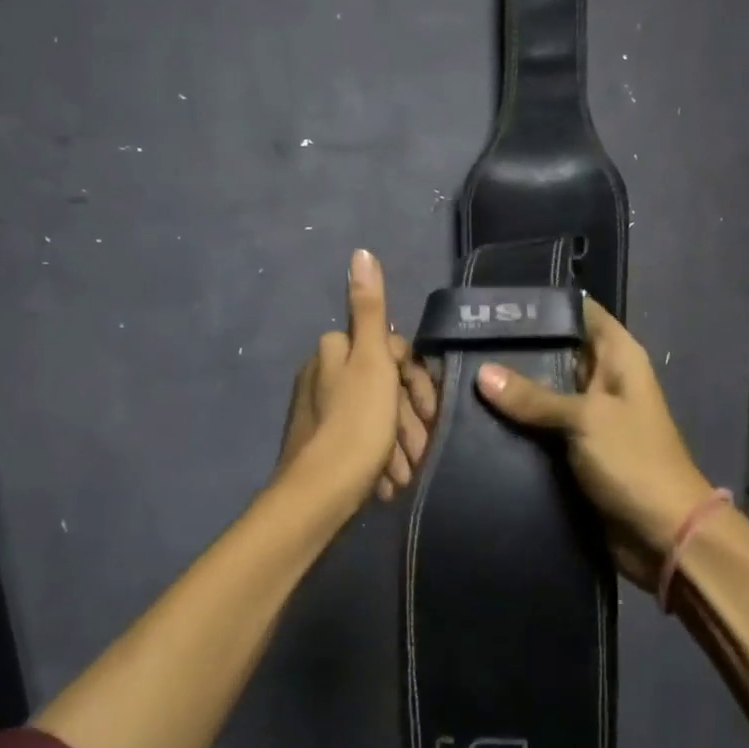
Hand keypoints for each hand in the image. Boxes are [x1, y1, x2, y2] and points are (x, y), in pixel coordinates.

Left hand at [274, 250, 437, 511]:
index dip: (416, 379)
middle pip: (383, 385)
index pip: (391, 350)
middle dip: (407, 416)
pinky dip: (379, 457)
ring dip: (398, 442)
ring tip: (407, 473)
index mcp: (333, 351)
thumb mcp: (372, 362)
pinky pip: (360, 441)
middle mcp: (321, 374)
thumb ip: (370, 310)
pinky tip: (389, 481)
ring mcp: (319, 411)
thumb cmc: (356, 424)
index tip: (430, 410)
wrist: (319, 495)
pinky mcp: (318, 444)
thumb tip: (360, 252)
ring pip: (374, 416)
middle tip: (423, 447)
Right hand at [476, 298, 712, 584]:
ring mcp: (587, 414)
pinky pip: (540, 424)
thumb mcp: (585, 420)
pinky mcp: (574, 446)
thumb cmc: (634, 462)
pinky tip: (476, 413)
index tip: (497, 302)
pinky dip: (516, 420)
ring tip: (459, 371)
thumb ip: (534, 396)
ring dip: (511, 386)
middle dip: (517, 346)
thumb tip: (481, 374)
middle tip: (464, 339)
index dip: (544, 304)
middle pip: (556, 349)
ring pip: (544, 389)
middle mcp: (602, 378)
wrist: (663, 535)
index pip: (580, 312)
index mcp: (618, 357)